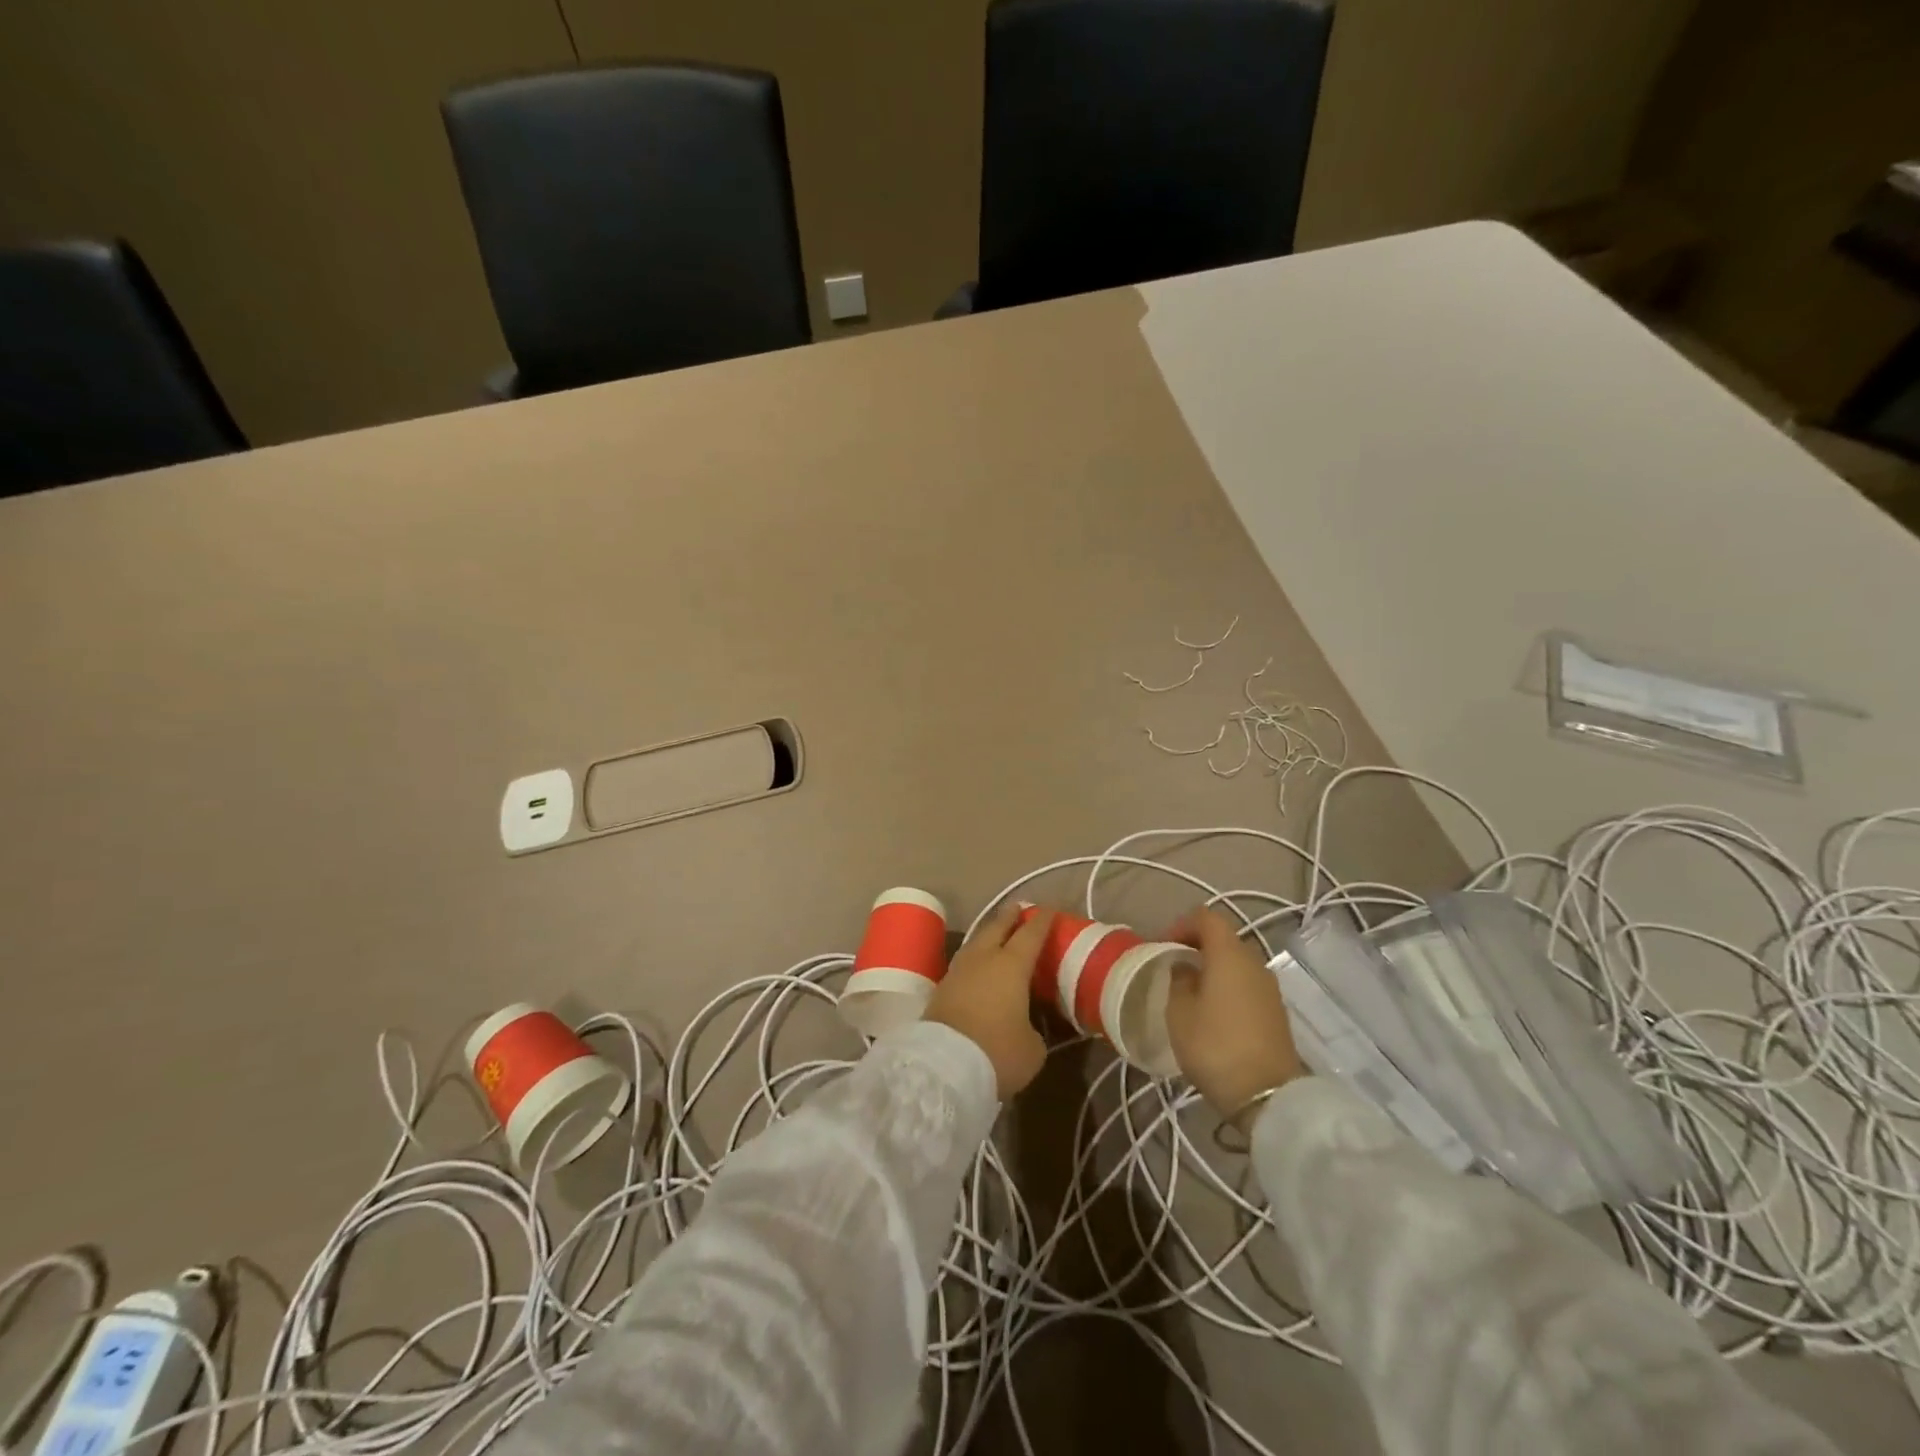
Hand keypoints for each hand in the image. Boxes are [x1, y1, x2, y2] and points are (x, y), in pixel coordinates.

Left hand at [924, 903, 1051, 1098]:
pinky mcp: (941, 989)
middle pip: (997, 929)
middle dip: (1009, 917)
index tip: (1050, 910)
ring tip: (996, 932)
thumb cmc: (997, 1052)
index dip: (1042, 922)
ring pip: (976, 943)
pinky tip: (978, 964)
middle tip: (1018, 907)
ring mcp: (958, 971)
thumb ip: (1033, 1029)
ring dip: (988, 934)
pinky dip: (975, 957)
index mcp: (1012, 965)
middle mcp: (984, 959)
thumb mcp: (1032, 1048)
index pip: (1031, 935)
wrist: (944, 1067)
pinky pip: (964, 963)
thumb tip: (1025, 1026)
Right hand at [1162, 907, 1305, 1117]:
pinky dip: (1227, 987)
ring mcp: (1269, 988)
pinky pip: (1246, 985)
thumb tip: (1185, 967)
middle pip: (1224, 939)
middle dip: (1196, 946)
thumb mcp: (1179, 1013)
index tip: (1162, 946)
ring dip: (1213, 969)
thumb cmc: (1215, 1046)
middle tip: (1173, 966)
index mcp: (1229, 955)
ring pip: (1236, 964)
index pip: (1206, 918)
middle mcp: (1254, 963)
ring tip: (1189, 991)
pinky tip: (1212, 1012)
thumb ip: (1179, 980)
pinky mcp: (1275, 1012)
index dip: (1181, 925)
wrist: (1268, 1097)